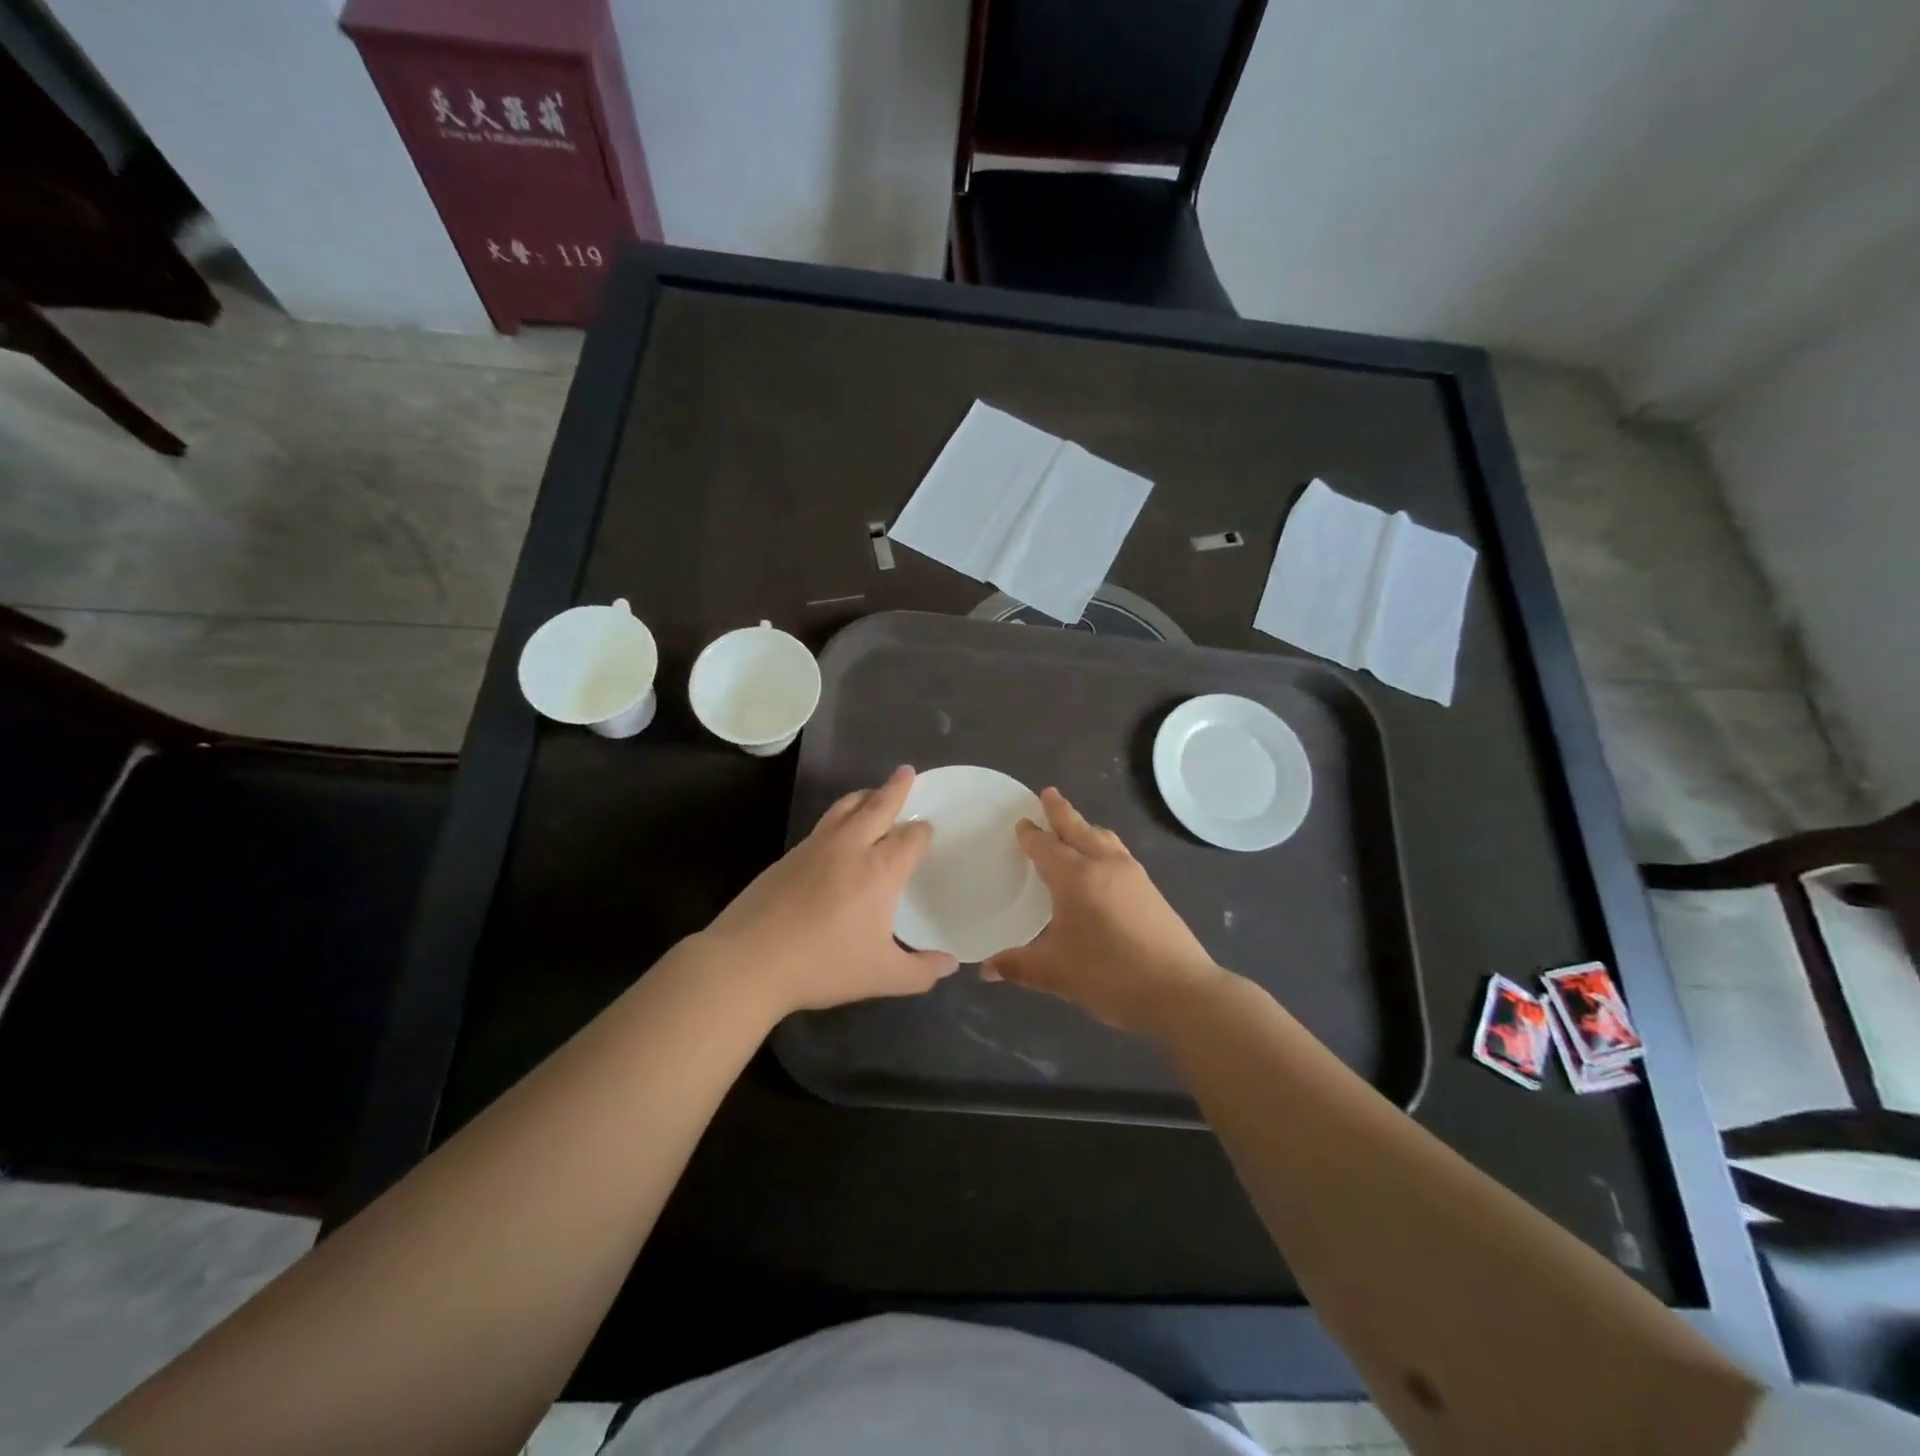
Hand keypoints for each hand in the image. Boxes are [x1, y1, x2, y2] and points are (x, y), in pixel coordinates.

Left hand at [700, 766, 957, 1017]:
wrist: (748, 960)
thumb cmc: (822, 965)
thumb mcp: (881, 976)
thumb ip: (921, 971)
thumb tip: (951, 965)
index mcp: (880, 870)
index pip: (910, 837)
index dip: (922, 832)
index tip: (928, 829)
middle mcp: (850, 847)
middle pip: (878, 806)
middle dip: (896, 788)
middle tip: (906, 771)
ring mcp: (815, 847)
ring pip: (845, 807)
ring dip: (864, 796)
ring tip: (872, 793)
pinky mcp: (789, 855)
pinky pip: (823, 824)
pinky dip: (839, 816)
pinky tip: (837, 832)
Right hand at [982, 788, 1225, 1034]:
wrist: (1179, 990)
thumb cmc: (1109, 975)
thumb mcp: (1055, 972)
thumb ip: (1017, 965)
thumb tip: (986, 968)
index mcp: (1075, 877)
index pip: (1046, 846)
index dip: (1031, 835)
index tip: (1022, 822)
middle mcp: (1103, 864)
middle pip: (1077, 828)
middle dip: (1061, 811)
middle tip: (1048, 793)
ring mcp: (1132, 874)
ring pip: (1103, 837)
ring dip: (1084, 826)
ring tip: (1075, 825)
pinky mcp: (1150, 889)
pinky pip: (1118, 852)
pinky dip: (1102, 844)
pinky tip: (1102, 862)